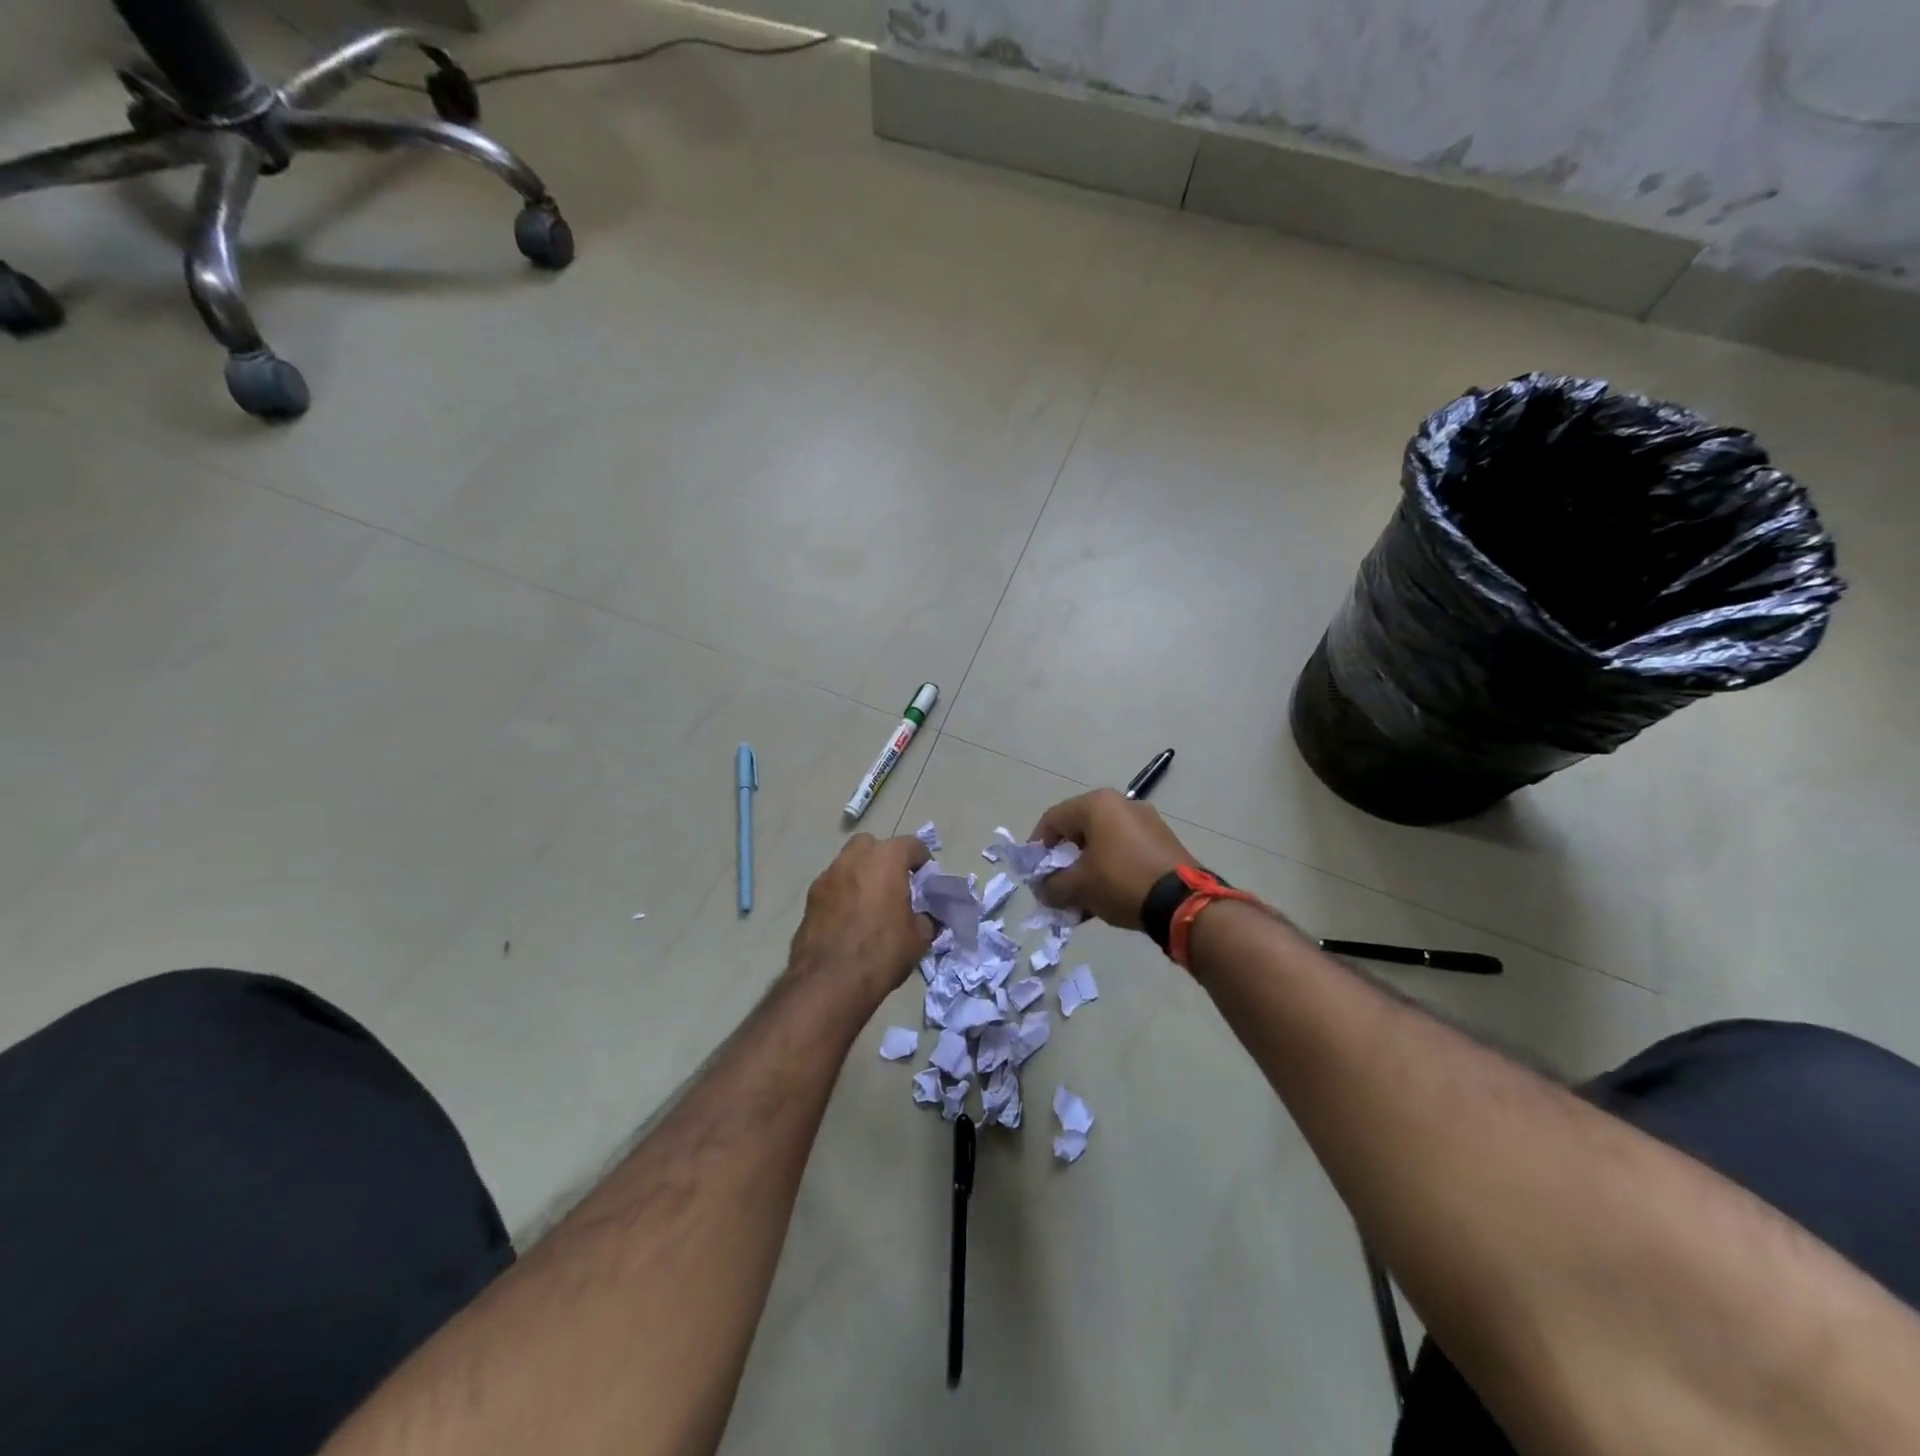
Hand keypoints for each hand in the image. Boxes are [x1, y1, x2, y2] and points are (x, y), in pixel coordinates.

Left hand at [787, 833, 934, 1003]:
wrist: (829, 981)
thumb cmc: (881, 952)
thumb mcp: (918, 938)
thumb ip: (925, 918)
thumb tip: (924, 917)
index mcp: (885, 859)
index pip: (911, 845)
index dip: (923, 862)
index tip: (926, 881)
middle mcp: (854, 858)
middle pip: (873, 845)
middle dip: (885, 859)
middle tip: (894, 886)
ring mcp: (827, 876)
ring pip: (848, 863)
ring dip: (861, 875)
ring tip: (870, 905)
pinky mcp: (810, 898)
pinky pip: (833, 886)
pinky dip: (843, 894)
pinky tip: (849, 920)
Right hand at [1028, 788, 1195, 929]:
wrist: (1182, 902)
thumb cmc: (1120, 881)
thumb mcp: (1078, 887)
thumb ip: (1052, 886)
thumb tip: (1042, 889)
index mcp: (1097, 804)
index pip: (1053, 819)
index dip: (1037, 846)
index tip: (1033, 872)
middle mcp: (1122, 804)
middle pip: (1079, 830)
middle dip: (1063, 861)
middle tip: (1056, 886)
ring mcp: (1146, 821)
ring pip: (1102, 843)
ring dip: (1086, 869)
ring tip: (1079, 899)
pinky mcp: (1162, 841)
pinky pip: (1124, 851)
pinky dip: (1109, 870)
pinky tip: (1104, 898)